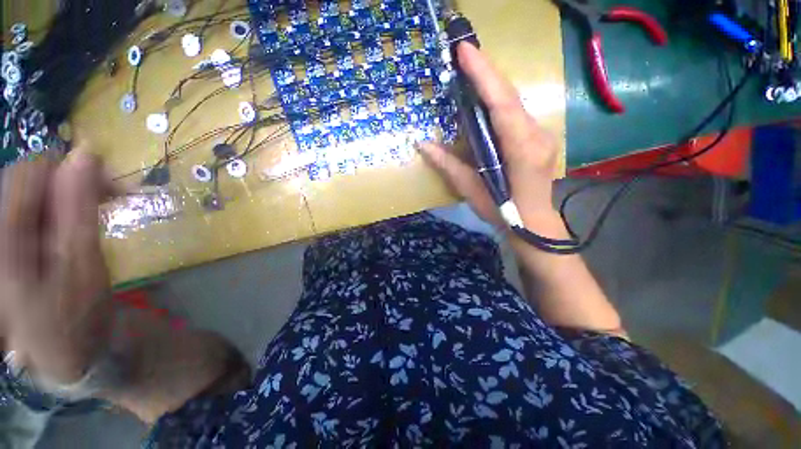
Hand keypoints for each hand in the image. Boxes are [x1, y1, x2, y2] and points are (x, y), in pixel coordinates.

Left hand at [0, 151, 111, 384]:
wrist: (64, 352)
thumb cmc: (75, 315)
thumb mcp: (82, 264)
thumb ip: (78, 208)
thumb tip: (86, 155)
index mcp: (5, 237)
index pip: (29, 171)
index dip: (69, 169)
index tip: (110, 186)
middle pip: (28, 178)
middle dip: (71, 181)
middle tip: (110, 198)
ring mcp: (4, 237)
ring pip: (32, 191)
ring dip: (69, 194)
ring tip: (99, 210)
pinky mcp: (14, 243)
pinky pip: (36, 208)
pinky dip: (62, 207)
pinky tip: (79, 220)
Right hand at [420, 43, 561, 233]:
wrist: (533, 222)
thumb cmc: (501, 211)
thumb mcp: (471, 190)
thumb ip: (448, 165)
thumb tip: (422, 144)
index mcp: (522, 150)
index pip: (503, 105)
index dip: (484, 76)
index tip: (465, 52)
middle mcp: (537, 135)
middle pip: (510, 96)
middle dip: (487, 71)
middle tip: (463, 53)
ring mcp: (542, 134)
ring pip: (515, 101)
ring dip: (492, 83)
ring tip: (470, 68)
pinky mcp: (538, 136)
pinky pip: (516, 111)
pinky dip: (498, 99)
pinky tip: (484, 95)